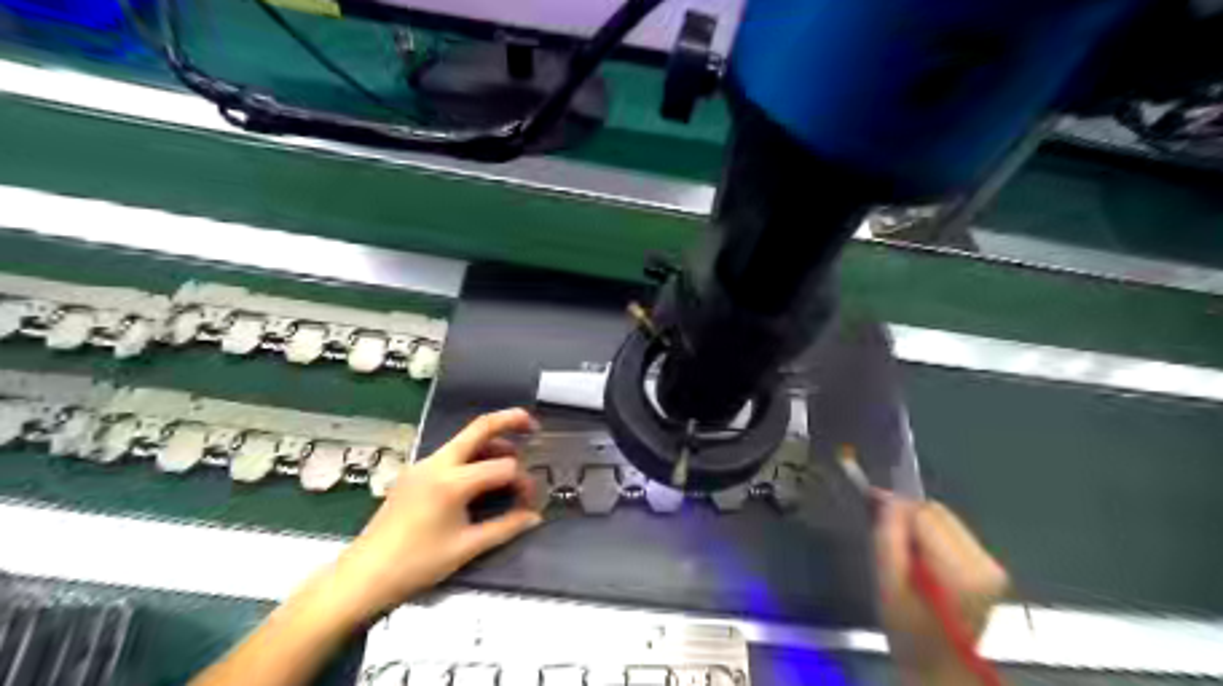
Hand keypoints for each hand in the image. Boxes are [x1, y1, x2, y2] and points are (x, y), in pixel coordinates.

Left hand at [332, 408, 543, 620]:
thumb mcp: (467, 547)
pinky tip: (481, 474)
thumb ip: (505, 527)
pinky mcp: (413, 474)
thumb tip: (534, 517)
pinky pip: (450, 455)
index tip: (530, 502)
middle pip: (479, 428)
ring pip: (464, 440)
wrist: (363, 576)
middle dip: (509, 420)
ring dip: (491, 442)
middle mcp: (437, 463)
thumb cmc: (417, 564)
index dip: (523, 482)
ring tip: (512, 456)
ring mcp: (422, 465)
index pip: (503, 468)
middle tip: (533, 424)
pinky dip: (472, 456)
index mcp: (453, 481)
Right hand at [875, 493, 1006, 684]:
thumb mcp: (887, 583)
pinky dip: (933, 539)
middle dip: (909, 518)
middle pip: (938, 512)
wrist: (940, 667)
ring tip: (905, 553)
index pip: (925, 513)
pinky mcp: (991, 568)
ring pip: (946, 520)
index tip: (874, 512)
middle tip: (888, 538)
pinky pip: (954, 533)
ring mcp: (992, 566)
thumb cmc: (908, 631)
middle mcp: (984, 563)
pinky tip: (923, 560)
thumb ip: (888, 537)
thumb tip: (886, 499)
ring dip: (921, 528)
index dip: (896, 509)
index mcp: (959, 571)